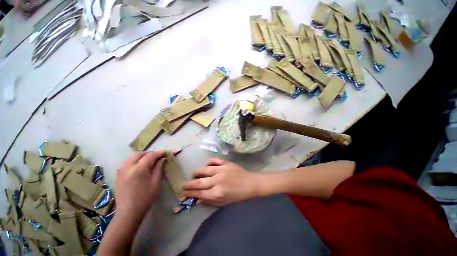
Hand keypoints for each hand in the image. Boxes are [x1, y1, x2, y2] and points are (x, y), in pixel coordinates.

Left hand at [115, 151, 165, 219]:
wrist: (129, 212)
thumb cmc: (145, 198)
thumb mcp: (156, 182)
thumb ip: (159, 168)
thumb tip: (162, 159)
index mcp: (139, 169)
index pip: (150, 156)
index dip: (158, 153)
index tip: (165, 152)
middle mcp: (128, 167)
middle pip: (139, 154)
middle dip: (149, 153)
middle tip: (157, 156)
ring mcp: (121, 171)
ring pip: (131, 157)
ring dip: (141, 156)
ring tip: (149, 160)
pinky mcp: (118, 175)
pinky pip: (126, 163)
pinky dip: (134, 160)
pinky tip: (139, 166)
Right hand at [182, 159, 259, 205]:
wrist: (251, 184)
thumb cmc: (238, 195)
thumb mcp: (224, 202)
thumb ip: (210, 201)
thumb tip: (197, 200)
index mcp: (218, 193)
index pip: (199, 193)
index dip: (190, 193)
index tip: (183, 192)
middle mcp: (218, 181)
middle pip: (199, 182)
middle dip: (189, 184)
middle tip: (183, 184)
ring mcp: (222, 170)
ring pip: (205, 170)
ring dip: (197, 172)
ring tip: (193, 174)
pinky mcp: (226, 163)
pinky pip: (215, 160)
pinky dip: (209, 162)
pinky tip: (206, 165)